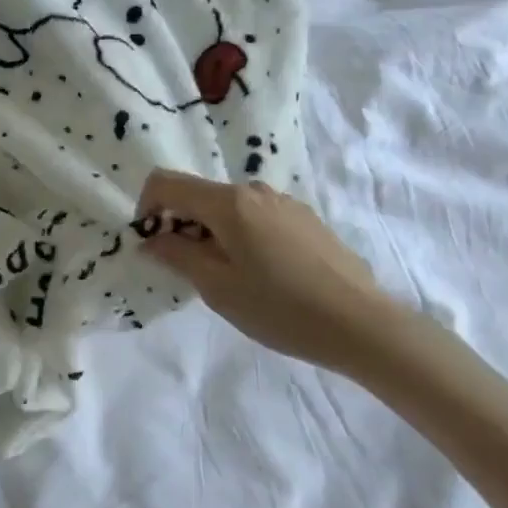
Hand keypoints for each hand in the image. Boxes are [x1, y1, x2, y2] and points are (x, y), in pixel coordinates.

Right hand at [137, 170, 404, 376]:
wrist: (361, 324)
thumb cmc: (280, 308)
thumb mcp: (217, 287)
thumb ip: (177, 256)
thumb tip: (150, 239)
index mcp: (229, 202)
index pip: (167, 182)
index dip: (147, 206)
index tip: (152, 242)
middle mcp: (255, 190)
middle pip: (200, 195)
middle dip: (182, 225)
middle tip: (190, 271)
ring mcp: (285, 203)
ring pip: (230, 208)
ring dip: (213, 233)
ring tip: (230, 279)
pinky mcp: (306, 219)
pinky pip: (258, 218)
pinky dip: (242, 237)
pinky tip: (264, 277)